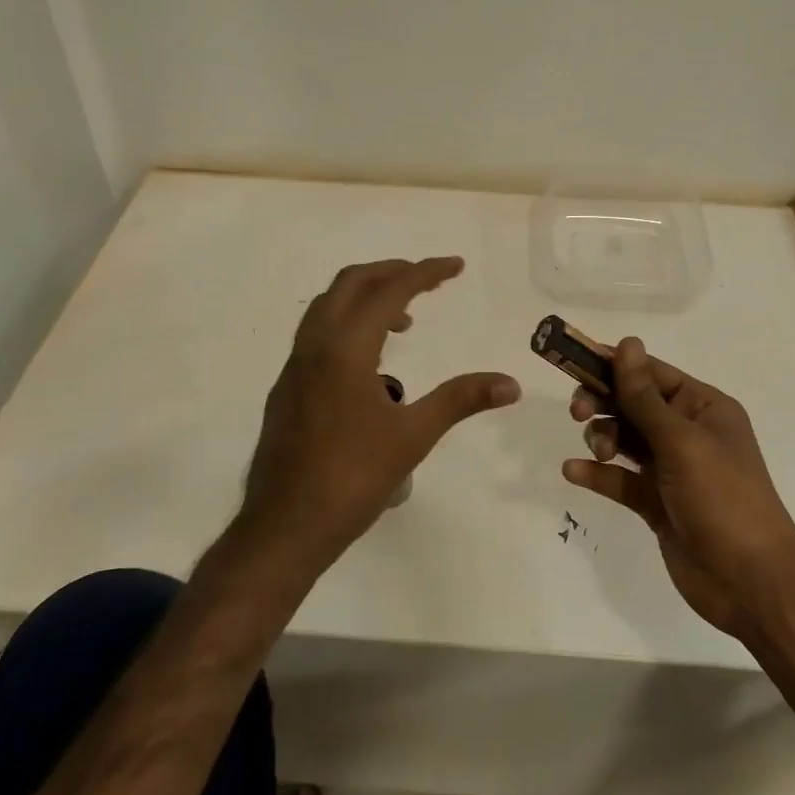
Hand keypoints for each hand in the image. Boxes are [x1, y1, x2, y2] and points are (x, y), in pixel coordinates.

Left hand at [238, 257, 519, 575]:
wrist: (284, 527)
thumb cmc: (352, 479)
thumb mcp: (413, 436)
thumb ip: (460, 400)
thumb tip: (510, 383)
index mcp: (345, 348)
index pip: (389, 291)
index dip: (425, 273)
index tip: (456, 266)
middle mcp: (314, 345)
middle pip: (350, 283)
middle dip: (390, 273)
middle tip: (427, 281)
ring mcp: (294, 367)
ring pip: (327, 307)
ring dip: (365, 299)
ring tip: (404, 322)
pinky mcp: (287, 389)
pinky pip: (317, 334)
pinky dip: (347, 325)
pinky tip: (370, 364)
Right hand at [562, 338, 794, 635]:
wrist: (751, 583)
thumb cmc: (723, 498)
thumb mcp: (681, 441)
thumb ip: (644, 396)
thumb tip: (626, 343)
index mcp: (702, 407)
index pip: (650, 372)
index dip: (612, 364)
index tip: (573, 360)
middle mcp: (686, 431)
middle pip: (631, 402)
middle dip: (602, 401)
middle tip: (579, 412)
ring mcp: (670, 468)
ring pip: (622, 437)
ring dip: (602, 437)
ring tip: (599, 453)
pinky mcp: (654, 501)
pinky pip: (618, 477)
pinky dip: (597, 473)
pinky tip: (573, 472)